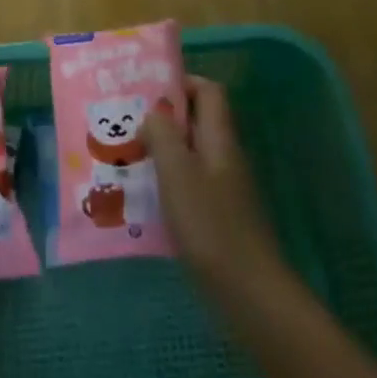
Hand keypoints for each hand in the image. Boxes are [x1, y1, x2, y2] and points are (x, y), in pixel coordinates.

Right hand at [144, 77, 285, 298]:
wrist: (250, 294)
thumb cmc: (210, 226)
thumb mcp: (177, 173)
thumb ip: (163, 135)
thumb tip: (154, 112)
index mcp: (219, 139)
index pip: (209, 91)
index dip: (182, 82)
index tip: (147, 91)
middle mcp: (225, 157)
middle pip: (197, 121)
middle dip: (163, 119)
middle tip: (126, 124)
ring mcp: (225, 188)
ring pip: (191, 154)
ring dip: (162, 152)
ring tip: (126, 158)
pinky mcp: (219, 217)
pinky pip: (191, 184)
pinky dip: (168, 182)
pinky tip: (144, 198)